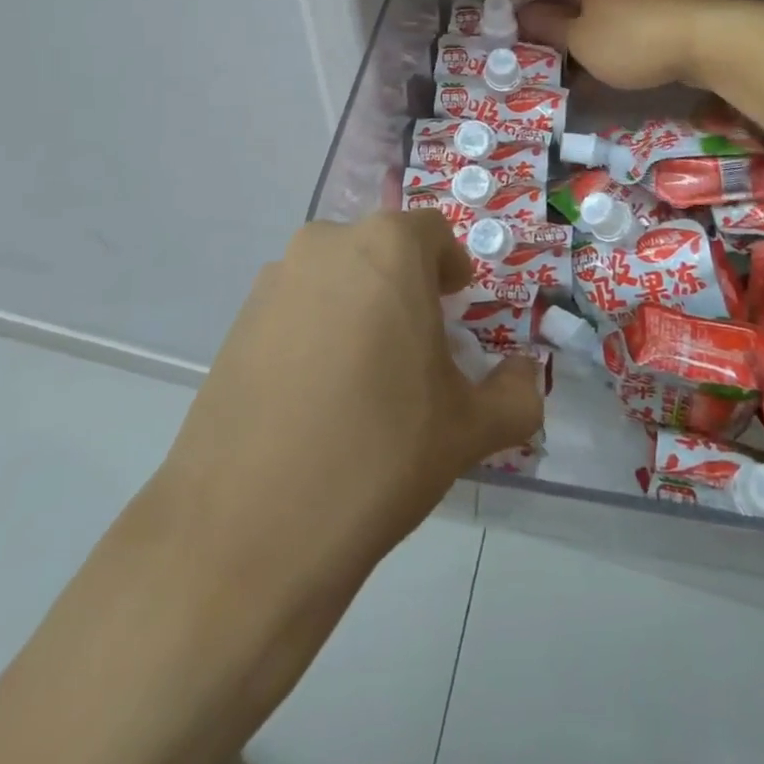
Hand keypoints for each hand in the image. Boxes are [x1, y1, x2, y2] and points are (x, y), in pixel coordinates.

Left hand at [0, 211, 543, 763]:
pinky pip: (295, 309)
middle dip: (408, 287)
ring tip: (366, 379)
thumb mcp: (467, 429)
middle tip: (420, 350)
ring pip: (337, 278)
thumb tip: (527, 378)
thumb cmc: (379, 454)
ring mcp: (273, 281)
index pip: (432, 233)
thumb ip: (516, 394)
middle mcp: (326, 244)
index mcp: (387, 247)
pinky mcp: (236, 322)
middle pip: (381, 251)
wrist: (247, 530)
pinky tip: (316, 399)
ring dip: (360, 308)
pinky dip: (316, 332)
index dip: (451, 269)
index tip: (458, 310)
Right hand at [518, 0, 728, 90]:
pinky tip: (602, 57)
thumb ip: (547, 26)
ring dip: (576, 27)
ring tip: (565, 61)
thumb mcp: (580, 39)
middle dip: (546, 17)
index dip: (513, 0)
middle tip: (532, 50)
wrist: (713, 37)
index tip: (502, 30)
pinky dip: (604, 28)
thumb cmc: (633, 37)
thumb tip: (525, 14)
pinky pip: (620, 8)